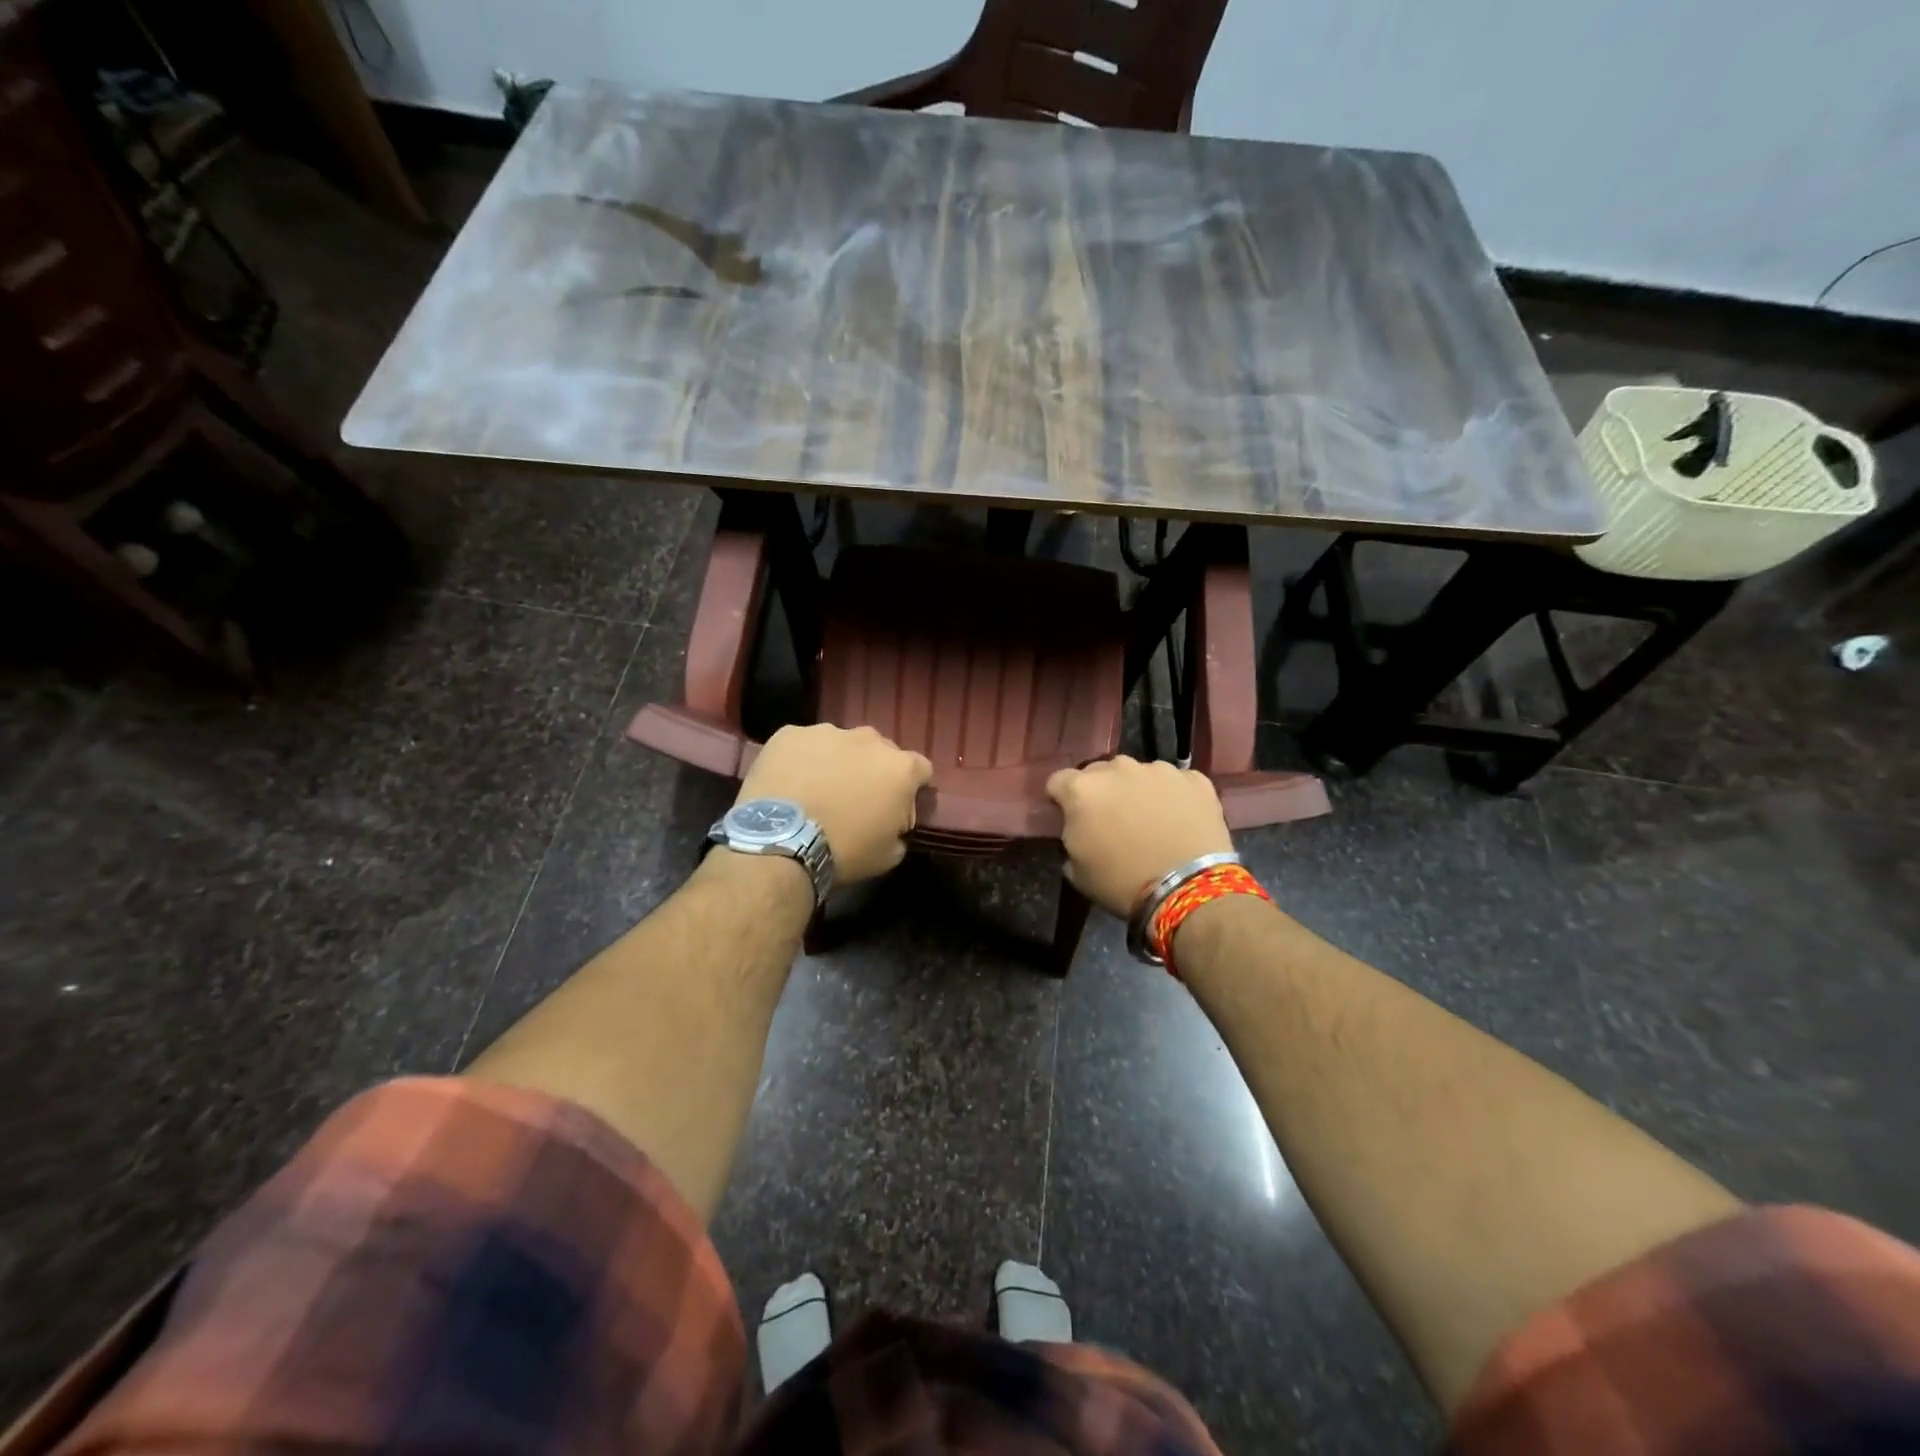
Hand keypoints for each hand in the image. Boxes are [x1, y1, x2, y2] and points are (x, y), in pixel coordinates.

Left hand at [737, 724, 932, 882]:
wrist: (780, 842)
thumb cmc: (844, 851)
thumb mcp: (888, 855)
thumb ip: (899, 830)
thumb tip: (893, 824)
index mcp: (900, 768)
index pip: (921, 769)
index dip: (911, 788)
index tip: (897, 806)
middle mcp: (868, 739)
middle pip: (879, 751)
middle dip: (872, 770)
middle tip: (854, 799)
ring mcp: (827, 732)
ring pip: (840, 744)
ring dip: (836, 761)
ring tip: (816, 790)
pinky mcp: (789, 733)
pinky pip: (802, 744)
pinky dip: (800, 760)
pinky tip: (789, 783)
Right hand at [1046, 756, 1233, 916]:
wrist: (1188, 889)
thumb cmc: (1123, 883)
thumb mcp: (1077, 871)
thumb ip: (1071, 837)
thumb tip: (1079, 830)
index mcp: (1082, 789)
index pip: (1058, 781)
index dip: (1060, 799)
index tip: (1068, 817)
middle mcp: (1118, 768)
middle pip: (1100, 772)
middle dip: (1101, 792)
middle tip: (1111, 820)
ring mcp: (1159, 770)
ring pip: (1139, 774)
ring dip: (1137, 791)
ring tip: (1150, 820)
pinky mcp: (1194, 779)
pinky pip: (1175, 782)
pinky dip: (1173, 796)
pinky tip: (1179, 820)